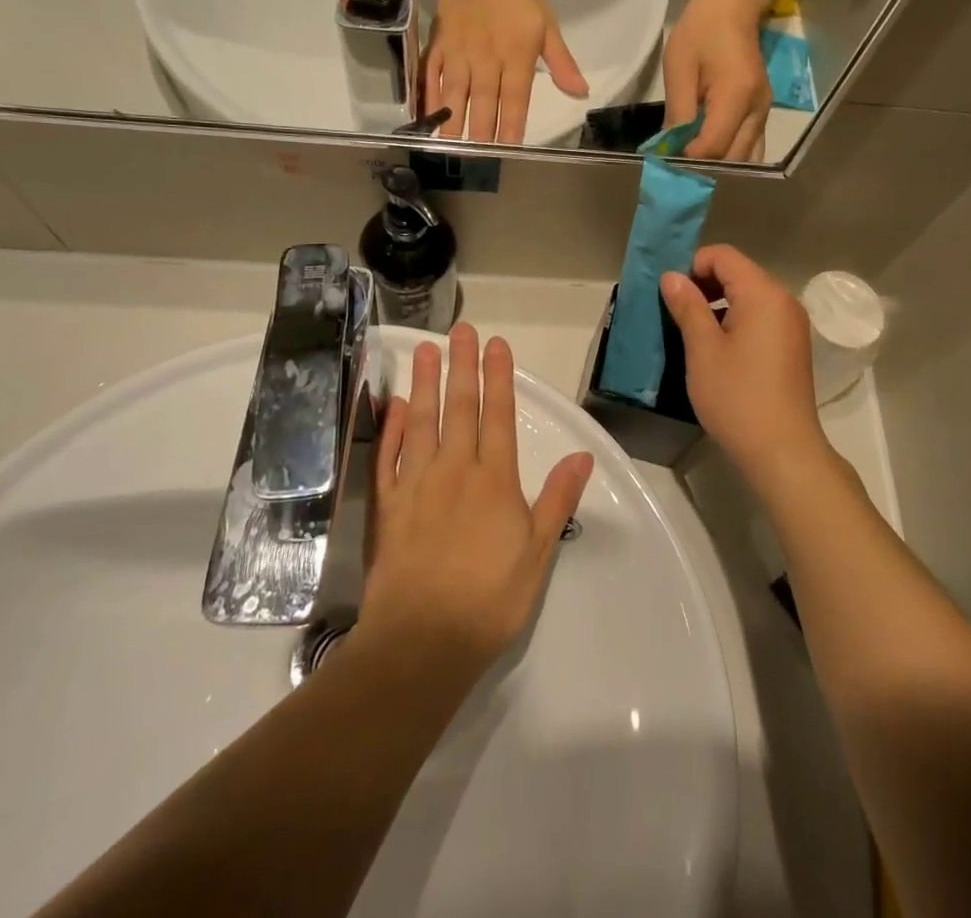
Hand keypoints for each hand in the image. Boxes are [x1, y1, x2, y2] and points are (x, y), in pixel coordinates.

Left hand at [363, 324, 594, 676]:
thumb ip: (558, 500)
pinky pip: (389, 456)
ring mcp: (416, 484)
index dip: (498, 377)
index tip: (496, 343)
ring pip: (422, 421)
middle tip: (459, 330)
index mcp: (494, 480)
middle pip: (460, 407)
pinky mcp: (388, 506)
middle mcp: (455, 470)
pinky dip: (393, 428)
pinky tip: (395, 405)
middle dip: (462, 365)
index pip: (498, 416)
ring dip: (425, 383)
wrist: (422, 641)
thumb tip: (582, 456)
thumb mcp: (538, 553)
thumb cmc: (489, 599)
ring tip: (425, 349)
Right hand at [426, 0, 587, 143]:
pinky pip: (433, 74)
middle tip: (477, 158)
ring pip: (456, 93)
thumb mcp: (548, 26)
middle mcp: (487, 61)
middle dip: (480, 132)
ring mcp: (460, 54)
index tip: (509, 149)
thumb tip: (581, 93)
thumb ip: (562, 64)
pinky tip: (427, 114)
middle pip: (483, 102)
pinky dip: (429, 96)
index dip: (511, 126)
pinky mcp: (440, 45)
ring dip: (452, 120)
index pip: (515, 100)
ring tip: (450, 146)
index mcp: (516, 58)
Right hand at [660, 245, 834, 496]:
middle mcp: (783, 300)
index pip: (723, 256)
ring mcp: (791, 324)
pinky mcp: (792, 346)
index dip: (692, 265)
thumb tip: (672, 277)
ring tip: (689, 330)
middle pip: (738, 272)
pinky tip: (715, 348)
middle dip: (702, 283)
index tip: (668, 292)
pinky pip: (759, 317)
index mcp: (763, 293)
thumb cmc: (737, 397)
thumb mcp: (703, 349)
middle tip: (673, 310)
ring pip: (748, 296)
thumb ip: (687, 306)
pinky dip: (734, 320)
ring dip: (717, 303)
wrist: (783, 451)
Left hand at [663, 0, 771, 160]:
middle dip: (705, 171)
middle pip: (735, 160)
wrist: (732, 7)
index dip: (689, 161)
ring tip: (692, 170)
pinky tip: (708, 159)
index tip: (665, 165)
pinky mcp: (762, 114)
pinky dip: (731, 159)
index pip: (715, 146)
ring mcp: (765, 113)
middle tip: (676, 174)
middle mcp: (758, 110)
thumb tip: (669, 150)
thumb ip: (677, 112)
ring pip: (747, 159)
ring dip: (720, 169)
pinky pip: (750, 148)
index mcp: (737, 95)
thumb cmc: (701, 32)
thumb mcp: (679, 68)